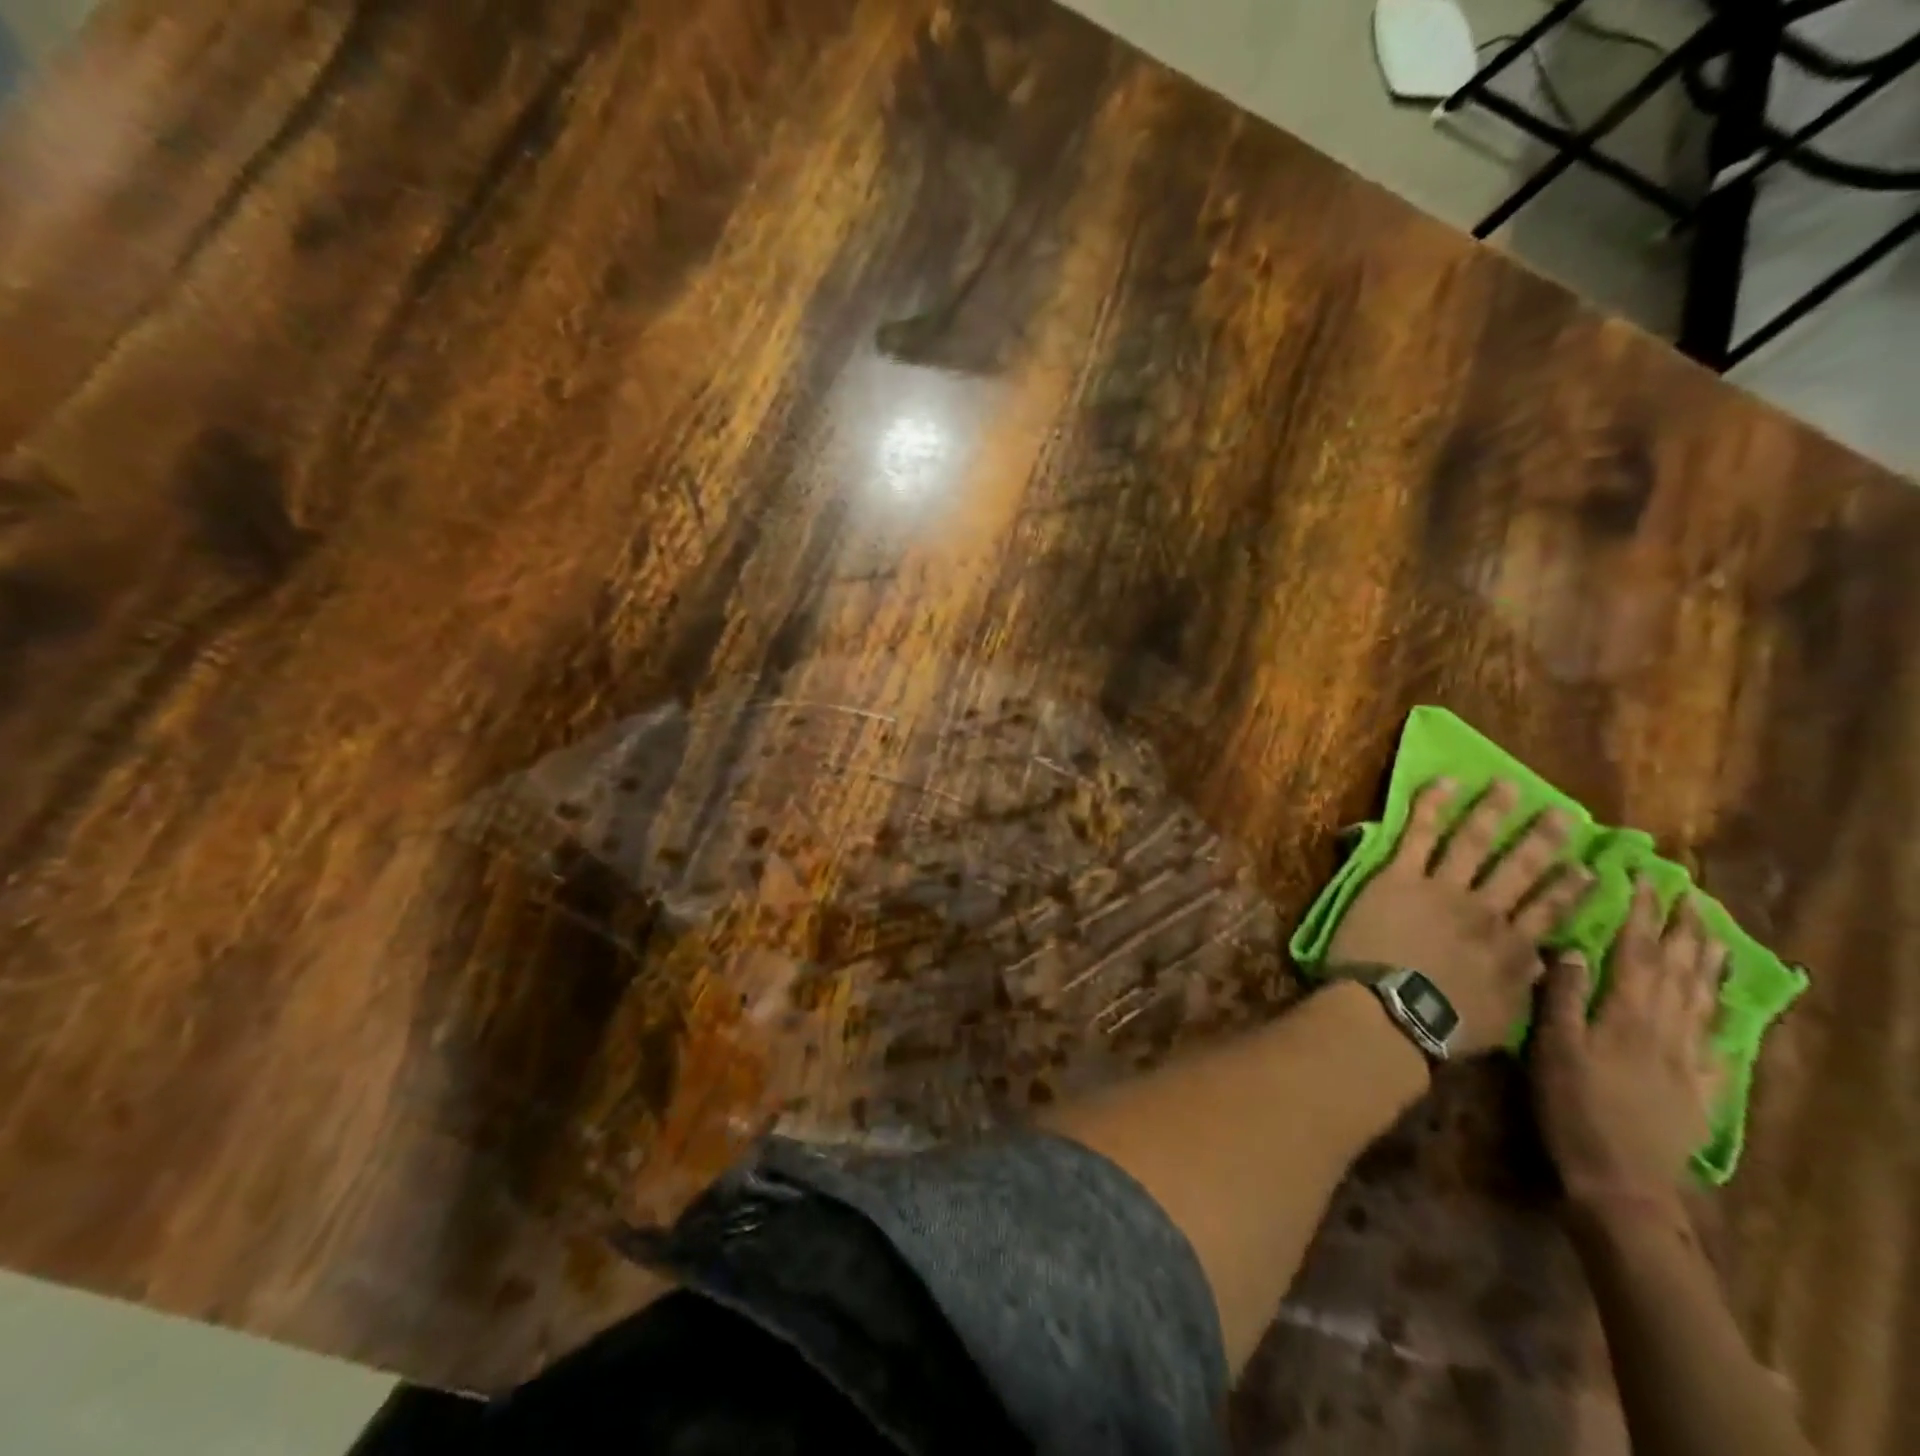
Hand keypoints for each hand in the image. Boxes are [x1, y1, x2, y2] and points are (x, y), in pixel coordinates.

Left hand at [1327, 779, 1592, 1055]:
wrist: (1393, 1011)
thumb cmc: (1445, 1026)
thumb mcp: (1504, 1019)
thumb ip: (1525, 988)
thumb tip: (1546, 962)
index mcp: (1513, 948)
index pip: (1549, 911)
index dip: (1570, 888)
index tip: (1589, 867)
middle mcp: (1485, 911)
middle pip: (1520, 868)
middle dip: (1542, 838)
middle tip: (1562, 811)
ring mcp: (1442, 889)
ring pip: (1473, 842)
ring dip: (1492, 811)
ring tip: (1508, 785)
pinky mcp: (1400, 877)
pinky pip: (1418, 834)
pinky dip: (1431, 807)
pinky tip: (1445, 783)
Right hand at [1532, 878, 1726, 1208]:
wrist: (1624, 1181)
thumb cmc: (1573, 1108)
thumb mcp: (1553, 1050)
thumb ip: (1562, 998)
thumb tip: (1571, 948)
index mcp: (1626, 1015)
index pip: (1636, 952)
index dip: (1640, 914)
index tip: (1645, 879)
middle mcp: (1665, 1028)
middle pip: (1679, 970)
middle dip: (1683, 929)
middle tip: (1691, 895)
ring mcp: (1689, 1059)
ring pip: (1704, 999)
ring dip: (1708, 961)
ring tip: (1713, 932)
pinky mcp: (1700, 1086)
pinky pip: (1717, 1039)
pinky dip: (1722, 1011)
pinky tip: (1724, 1001)